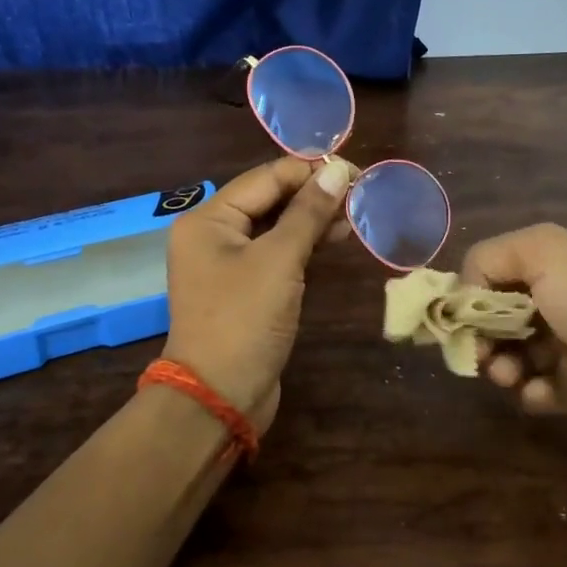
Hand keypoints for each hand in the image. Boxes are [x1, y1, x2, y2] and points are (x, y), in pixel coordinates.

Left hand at [161, 154, 352, 431]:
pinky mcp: (244, 290)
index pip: (264, 178)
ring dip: (311, 220)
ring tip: (352, 218)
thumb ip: (308, 213)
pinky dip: (302, 246)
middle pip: (268, 200)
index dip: (309, 170)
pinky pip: (275, 255)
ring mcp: (226, 264)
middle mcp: (212, 235)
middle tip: (359, 195)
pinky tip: (331, 241)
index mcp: (208, 219)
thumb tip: (337, 170)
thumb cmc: (244, 320)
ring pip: (274, 228)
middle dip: (312, 195)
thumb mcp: (279, 260)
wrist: (219, 396)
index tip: (354, 172)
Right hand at [460, 223, 566, 459]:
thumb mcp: (545, 254)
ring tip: (509, 377)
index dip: (473, 290)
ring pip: (516, 353)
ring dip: (502, 365)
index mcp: (560, 264)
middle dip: (482, 333)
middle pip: (501, 314)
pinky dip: (532, 392)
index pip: (496, 269)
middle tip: (479, 352)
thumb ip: (491, 257)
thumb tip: (466, 291)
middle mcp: (566, 300)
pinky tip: (540, 394)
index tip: (462, 315)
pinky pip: (539, 389)